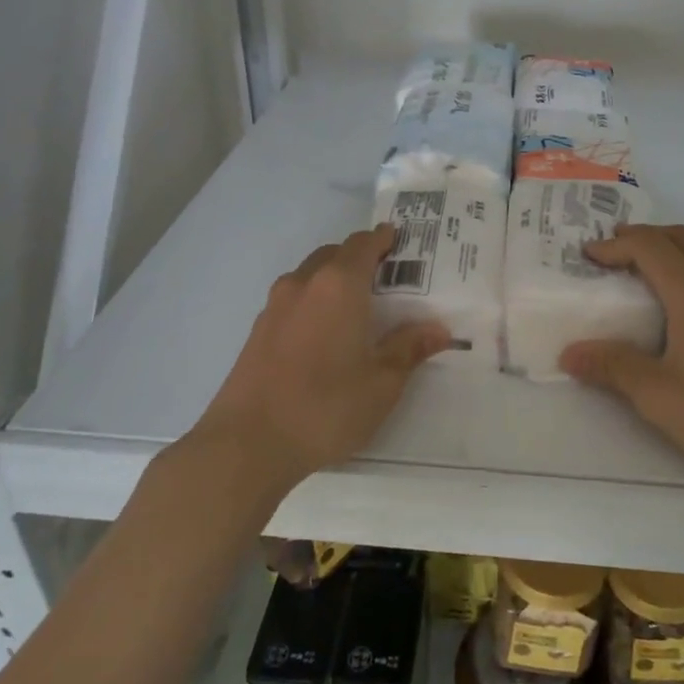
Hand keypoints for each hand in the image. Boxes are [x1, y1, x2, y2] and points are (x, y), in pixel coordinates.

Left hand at [202, 226, 449, 483]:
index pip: (364, 243)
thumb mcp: (381, 384)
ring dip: (334, 279)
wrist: (246, 444)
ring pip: (311, 275)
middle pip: (335, 254)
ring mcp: (275, 305)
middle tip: (387, 279)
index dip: (384, 239)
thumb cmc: (325, 407)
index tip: (402, 243)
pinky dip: (314, 301)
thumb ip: (408, 349)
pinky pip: (294, 299)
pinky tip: (325, 334)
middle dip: (361, 258)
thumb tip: (437, 330)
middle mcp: (304, 283)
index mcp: (339, 285)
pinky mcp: (258, 330)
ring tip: (358, 306)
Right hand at [561, 224, 683, 491]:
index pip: (648, 246)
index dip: (614, 246)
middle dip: (642, 237)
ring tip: (639, 274)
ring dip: (668, 250)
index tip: (587, 257)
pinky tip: (678, 306)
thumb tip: (568, 353)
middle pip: (678, 237)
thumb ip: (612, 367)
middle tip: (610, 253)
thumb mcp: (657, 395)